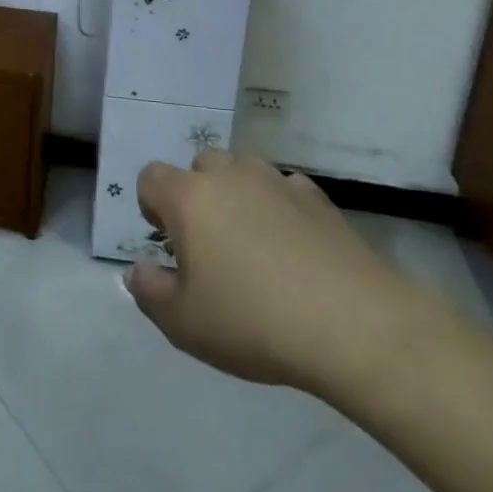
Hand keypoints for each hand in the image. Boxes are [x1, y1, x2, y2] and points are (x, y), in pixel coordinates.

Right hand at [127, 150, 432, 401]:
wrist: (355, 325)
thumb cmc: (254, 321)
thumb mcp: (185, 324)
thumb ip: (149, 292)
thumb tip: (138, 270)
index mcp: (188, 197)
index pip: (151, 177)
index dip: (152, 206)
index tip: (170, 245)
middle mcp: (228, 175)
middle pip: (199, 166)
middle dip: (197, 196)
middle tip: (211, 246)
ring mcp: (275, 181)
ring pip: (243, 171)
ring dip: (238, 196)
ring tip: (254, 245)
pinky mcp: (317, 197)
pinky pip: (284, 189)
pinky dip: (280, 208)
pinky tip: (295, 249)